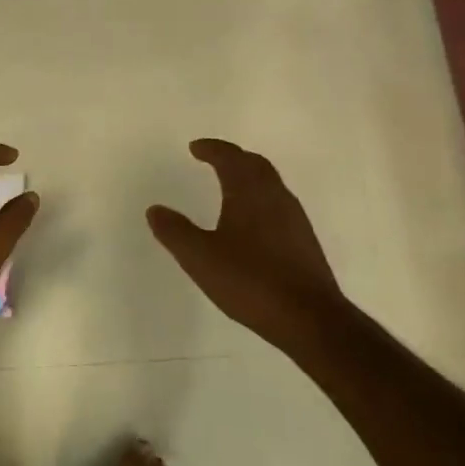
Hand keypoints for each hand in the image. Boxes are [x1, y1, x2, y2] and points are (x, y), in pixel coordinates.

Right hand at [147, 139, 345, 352]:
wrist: (309, 317)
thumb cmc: (250, 281)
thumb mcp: (200, 258)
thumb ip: (175, 231)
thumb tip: (155, 209)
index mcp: (249, 192)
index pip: (230, 157)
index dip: (212, 149)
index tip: (195, 147)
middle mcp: (275, 196)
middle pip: (255, 164)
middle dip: (233, 157)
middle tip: (214, 159)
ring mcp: (295, 218)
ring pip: (270, 184)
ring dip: (249, 177)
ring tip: (231, 186)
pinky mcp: (304, 240)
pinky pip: (279, 204)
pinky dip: (261, 199)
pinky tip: (253, 223)